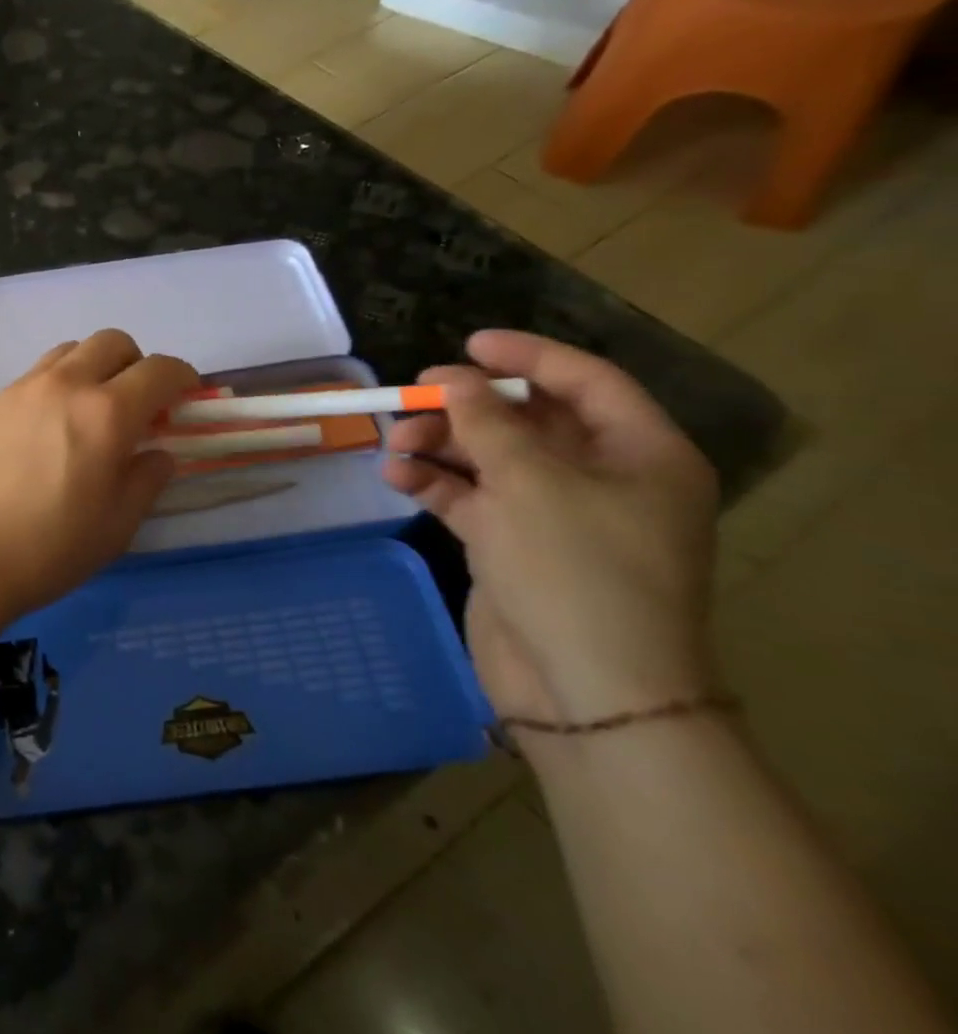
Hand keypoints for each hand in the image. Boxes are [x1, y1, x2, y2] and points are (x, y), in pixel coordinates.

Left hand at [0, 329, 198, 624]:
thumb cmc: (48, 548)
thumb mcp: (117, 525)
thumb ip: (146, 479)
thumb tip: (158, 453)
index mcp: (107, 413)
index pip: (160, 370)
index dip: (182, 378)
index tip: (186, 396)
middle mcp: (65, 385)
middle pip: (113, 342)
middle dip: (136, 364)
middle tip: (137, 404)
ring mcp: (22, 388)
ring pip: (70, 350)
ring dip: (93, 367)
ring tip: (89, 410)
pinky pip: (35, 375)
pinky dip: (56, 385)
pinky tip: (47, 428)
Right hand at [382, 330, 720, 725]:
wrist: (584, 690)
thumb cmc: (575, 570)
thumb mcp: (529, 482)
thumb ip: (485, 422)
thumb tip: (455, 380)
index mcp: (640, 454)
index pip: (585, 381)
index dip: (526, 356)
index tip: (467, 343)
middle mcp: (602, 478)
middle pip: (527, 420)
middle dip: (466, 406)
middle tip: (413, 396)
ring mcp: (555, 514)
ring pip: (491, 457)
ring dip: (441, 445)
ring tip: (393, 445)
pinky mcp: (514, 545)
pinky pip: (472, 497)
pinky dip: (436, 483)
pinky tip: (396, 478)